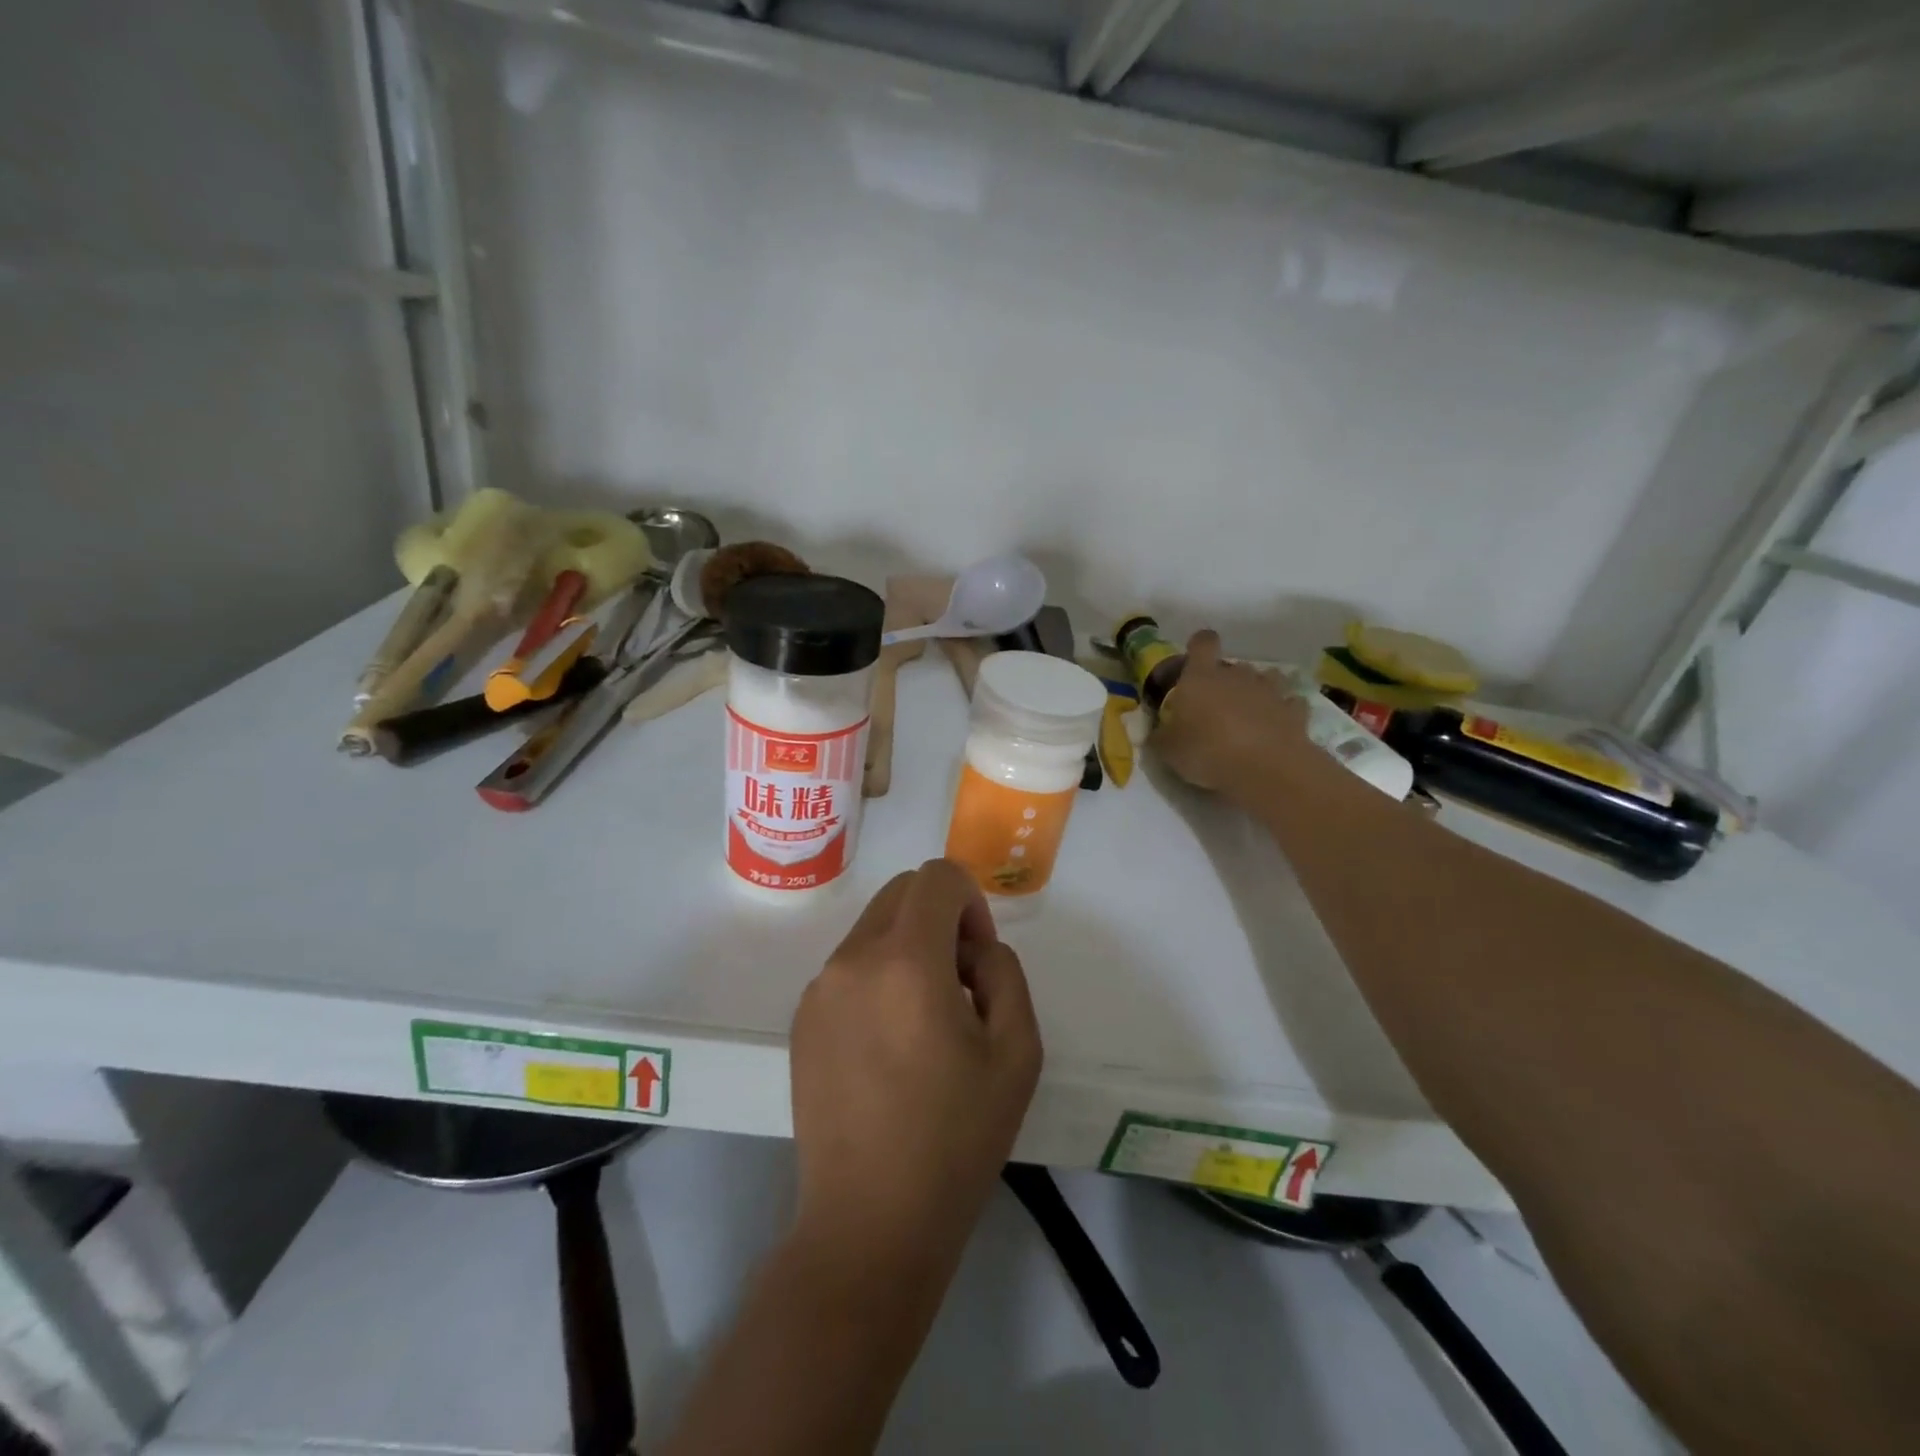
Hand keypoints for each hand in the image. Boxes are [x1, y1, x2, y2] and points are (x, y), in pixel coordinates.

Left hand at [790, 859, 1042, 1269]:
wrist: (870, 1222)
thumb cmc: (955, 1139)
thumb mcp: (1017, 1051)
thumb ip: (1004, 973)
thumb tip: (973, 950)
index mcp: (906, 960)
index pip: (937, 877)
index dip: (970, 902)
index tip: (977, 959)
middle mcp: (853, 959)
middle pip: (902, 893)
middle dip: (940, 918)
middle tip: (960, 985)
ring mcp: (819, 989)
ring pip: (874, 929)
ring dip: (908, 948)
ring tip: (925, 1022)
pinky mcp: (801, 1019)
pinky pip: (849, 967)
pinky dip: (878, 977)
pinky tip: (889, 1046)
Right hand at [1152, 629, 1311, 797]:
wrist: (1266, 768)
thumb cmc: (1207, 751)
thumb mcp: (1168, 750)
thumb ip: (1160, 737)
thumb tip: (1155, 733)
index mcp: (1201, 678)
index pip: (1202, 643)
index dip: (1199, 646)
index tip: (1194, 659)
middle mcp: (1236, 676)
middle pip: (1232, 665)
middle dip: (1225, 680)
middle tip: (1215, 706)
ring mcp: (1269, 691)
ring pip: (1265, 678)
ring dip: (1256, 691)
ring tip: (1248, 714)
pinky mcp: (1294, 711)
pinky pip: (1288, 704)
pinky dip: (1282, 712)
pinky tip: (1275, 728)